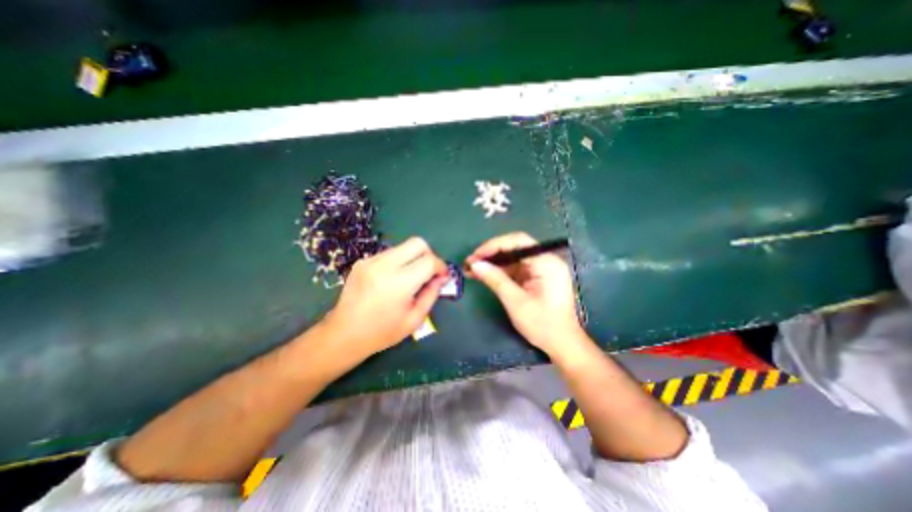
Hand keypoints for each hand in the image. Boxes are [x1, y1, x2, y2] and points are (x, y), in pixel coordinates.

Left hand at [322, 236, 450, 360]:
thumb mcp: (414, 320)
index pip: (429, 260)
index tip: (442, 277)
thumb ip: (431, 295)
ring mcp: (371, 261)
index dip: (441, 266)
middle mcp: (384, 266)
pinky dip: (398, 262)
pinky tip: (393, 279)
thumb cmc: (382, 332)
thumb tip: (440, 278)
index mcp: (399, 284)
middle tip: (429, 272)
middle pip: (417, 243)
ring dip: (413, 258)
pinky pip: (389, 254)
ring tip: (410, 278)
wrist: (343, 334)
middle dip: (429, 255)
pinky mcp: (362, 261)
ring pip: (403, 246)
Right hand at [464, 233, 582, 354]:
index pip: (518, 241)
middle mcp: (545, 261)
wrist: (561, 344)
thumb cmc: (542, 324)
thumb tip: (474, 264)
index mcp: (546, 262)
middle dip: (490, 254)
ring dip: (492, 263)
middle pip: (514, 248)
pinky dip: (499, 272)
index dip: (494, 245)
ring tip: (471, 269)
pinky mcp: (535, 277)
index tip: (476, 255)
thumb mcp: (515, 302)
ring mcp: (540, 269)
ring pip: (512, 258)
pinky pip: (514, 269)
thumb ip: (495, 279)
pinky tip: (483, 275)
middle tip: (470, 262)